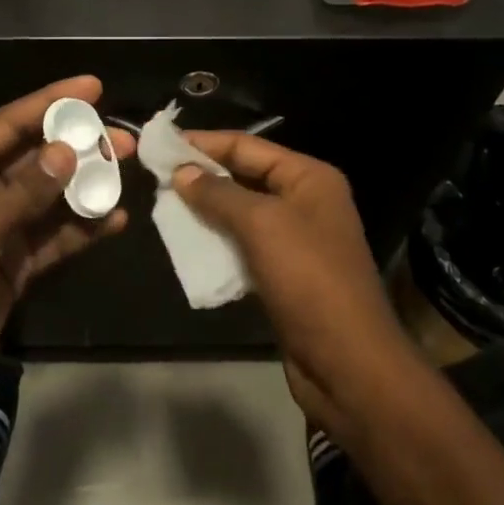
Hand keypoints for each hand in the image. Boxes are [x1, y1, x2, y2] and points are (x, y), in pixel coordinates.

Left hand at [0, 76, 134, 402]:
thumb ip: (26, 189)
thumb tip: (68, 151)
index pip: (9, 123)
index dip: (51, 101)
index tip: (92, 86)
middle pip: (37, 157)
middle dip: (79, 146)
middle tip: (124, 139)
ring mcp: (1, 226)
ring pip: (52, 196)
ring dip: (87, 186)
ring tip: (127, 172)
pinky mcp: (18, 260)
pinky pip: (56, 235)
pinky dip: (83, 228)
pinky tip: (115, 220)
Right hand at [174, 132, 419, 443]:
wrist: (346, 361)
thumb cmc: (308, 279)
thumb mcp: (261, 225)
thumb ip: (218, 194)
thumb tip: (182, 172)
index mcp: (309, 178)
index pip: (248, 146)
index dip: (205, 143)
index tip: (162, 144)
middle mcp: (306, 202)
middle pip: (245, 177)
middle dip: (203, 177)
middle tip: (157, 177)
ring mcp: (298, 240)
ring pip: (242, 214)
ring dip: (207, 211)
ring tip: (165, 208)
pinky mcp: (286, 274)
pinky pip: (245, 247)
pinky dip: (218, 243)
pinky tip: (189, 245)